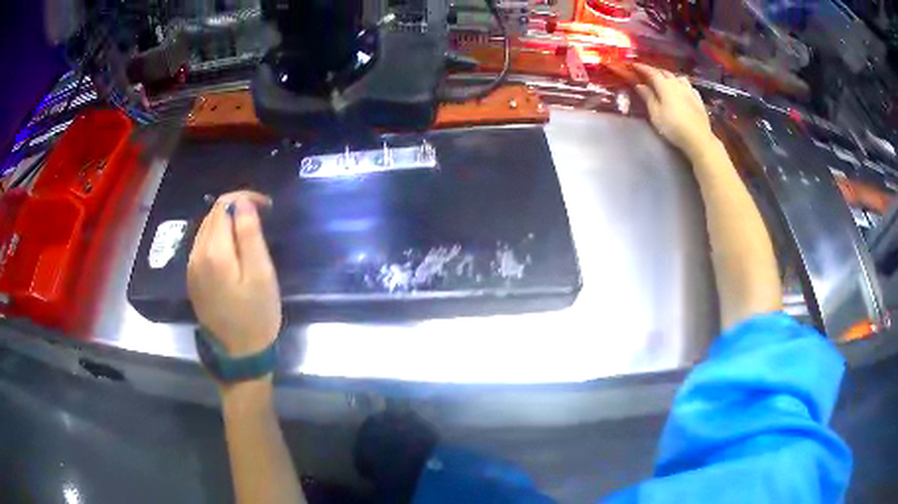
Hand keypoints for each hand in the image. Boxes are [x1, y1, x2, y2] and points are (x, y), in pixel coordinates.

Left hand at [187, 191, 279, 357]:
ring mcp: (191, 268)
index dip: (245, 198)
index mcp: (214, 252)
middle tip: (261, 216)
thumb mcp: (261, 275)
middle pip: (212, 215)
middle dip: (236, 207)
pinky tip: (233, 249)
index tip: (267, 206)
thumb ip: (250, 235)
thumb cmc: (256, 316)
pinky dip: (218, 237)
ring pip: (206, 229)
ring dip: (227, 221)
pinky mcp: (192, 279)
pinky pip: (203, 245)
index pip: (224, 206)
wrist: (239, 356)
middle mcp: (196, 255)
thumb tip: (242, 204)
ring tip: (249, 231)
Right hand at [617, 63, 716, 155]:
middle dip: (655, 71)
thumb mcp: (656, 114)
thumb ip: (648, 97)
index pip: (652, 72)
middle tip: (648, 74)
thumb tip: (639, 85)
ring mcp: (689, 91)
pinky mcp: (698, 99)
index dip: (642, 68)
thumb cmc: (674, 127)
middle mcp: (677, 84)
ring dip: (670, 76)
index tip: (634, 65)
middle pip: (665, 73)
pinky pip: (689, 86)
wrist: (698, 138)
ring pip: (678, 77)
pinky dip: (682, 84)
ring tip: (666, 80)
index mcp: (665, 86)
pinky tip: (682, 89)